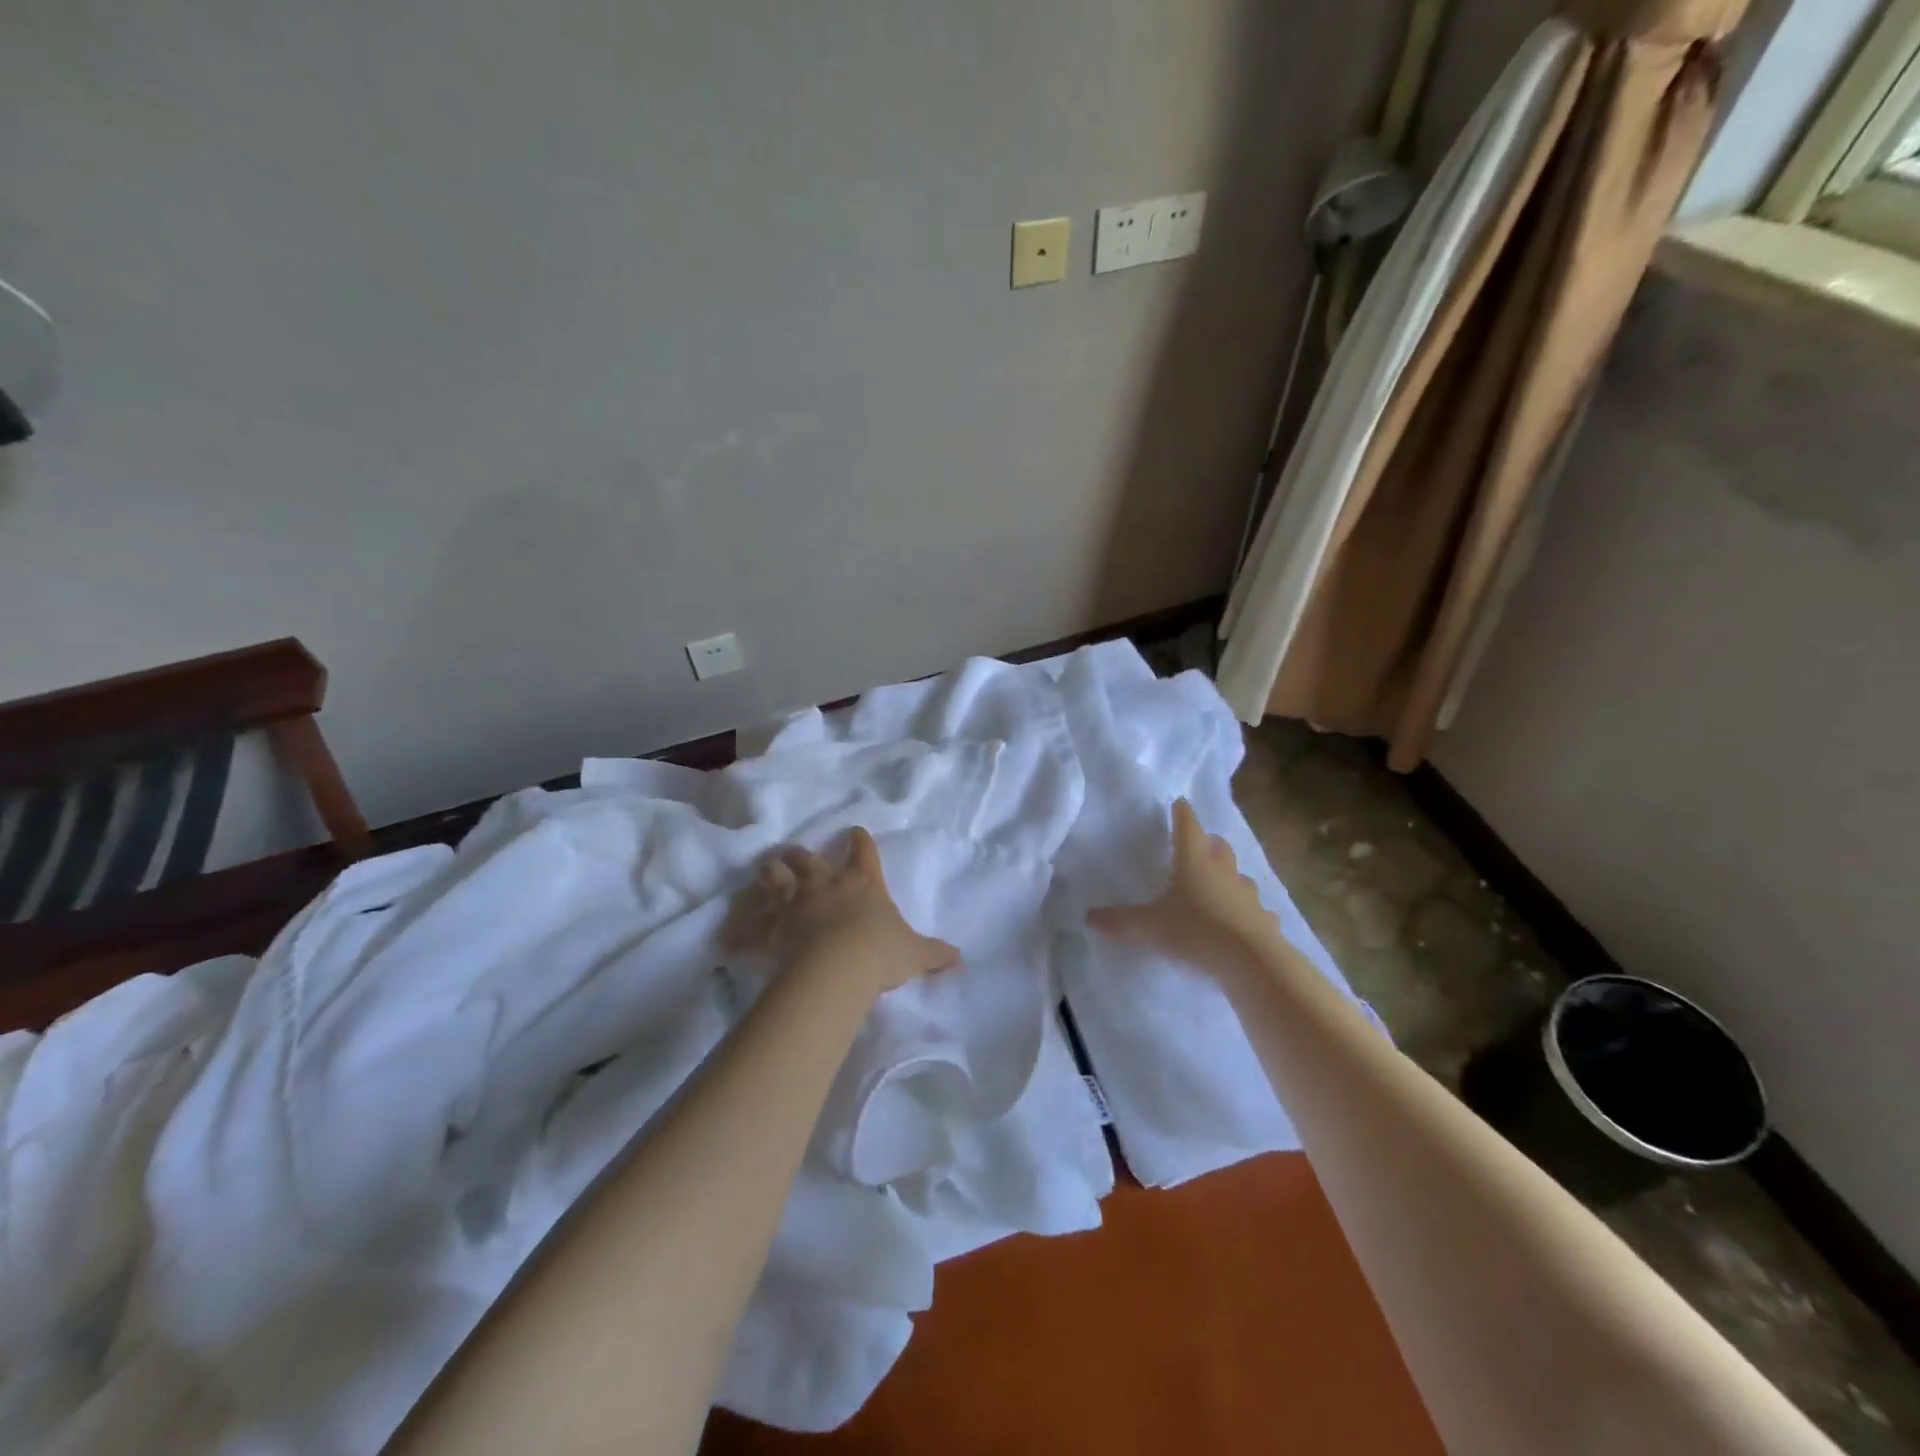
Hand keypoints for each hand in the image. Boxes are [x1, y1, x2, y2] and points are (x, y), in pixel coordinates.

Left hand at [725, 827, 958, 995]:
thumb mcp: (915, 952)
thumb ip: (935, 953)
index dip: (859, 841)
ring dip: (769, 875)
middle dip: (800, 856)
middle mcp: (824, 885)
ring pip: (774, 878)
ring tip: (765, 871)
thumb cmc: (880, 952)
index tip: (855, 832)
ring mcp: (794, 903)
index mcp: (861, 882)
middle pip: (807, 859)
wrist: (838, 967)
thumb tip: (960, 957)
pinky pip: (749, 929)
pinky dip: (738, 933)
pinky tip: (728, 937)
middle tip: (795, 855)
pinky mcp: (771, 928)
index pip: (863, 851)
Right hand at [1087, 799, 1281, 976]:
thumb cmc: (1196, 931)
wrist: (1251, 961)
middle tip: (1199, 845)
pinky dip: (1248, 912)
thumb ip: (1120, 920)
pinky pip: (1256, 910)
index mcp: (1194, 862)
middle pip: (1219, 847)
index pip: (1187, 828)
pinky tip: (1243, 923)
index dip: (1182, 814)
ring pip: (1239, 877)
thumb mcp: (1150, 927)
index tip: (1179, 802)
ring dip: (1229, 877)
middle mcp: (1223, 872)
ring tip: (1218, 886)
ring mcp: (1248, 895)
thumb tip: (1089, 916)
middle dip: (1209, 843)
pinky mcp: (1264, 920)